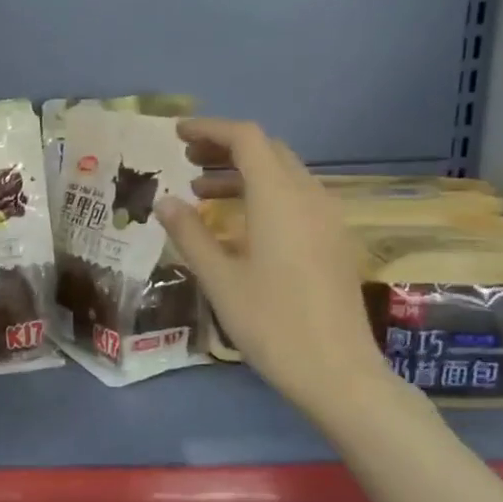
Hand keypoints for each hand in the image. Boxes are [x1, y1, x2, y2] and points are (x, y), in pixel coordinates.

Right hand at [156, 118, 393, 423]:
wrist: (337, 371)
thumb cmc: (270, 323)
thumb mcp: (219, 279)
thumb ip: (190, 234)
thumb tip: (165, 202)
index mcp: (279, 198)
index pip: (246, 139)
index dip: (210, 130)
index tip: (176, 135)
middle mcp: (309, 197)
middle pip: (268, 151)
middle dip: (226, 149)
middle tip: (186, 161)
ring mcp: (327, 219)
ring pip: (284, 175)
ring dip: (244, 173)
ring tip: (202, 192)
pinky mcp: (334, 241)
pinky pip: (296, 199)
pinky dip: (263, 195)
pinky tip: (240, 224)